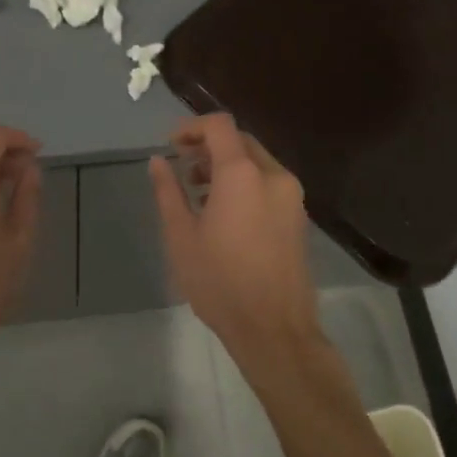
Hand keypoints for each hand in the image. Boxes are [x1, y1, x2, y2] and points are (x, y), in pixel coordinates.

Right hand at [149, 114, 320, 362]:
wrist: (274, 329)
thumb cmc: (220, 281)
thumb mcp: (181, 236)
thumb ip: (168, 191)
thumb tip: (158, 161)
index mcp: (242, 174)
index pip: (220, 126)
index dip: (192, 127)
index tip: (172, 145)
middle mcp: (273, 175)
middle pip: (240, 141)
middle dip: (209, 147)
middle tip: (183, 168)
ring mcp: (291, 196)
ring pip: (256, 162)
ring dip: (227, 165)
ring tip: (199, 193)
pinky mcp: (298, 217)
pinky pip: (269, 183)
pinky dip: (245, 183)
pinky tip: (225, 213)